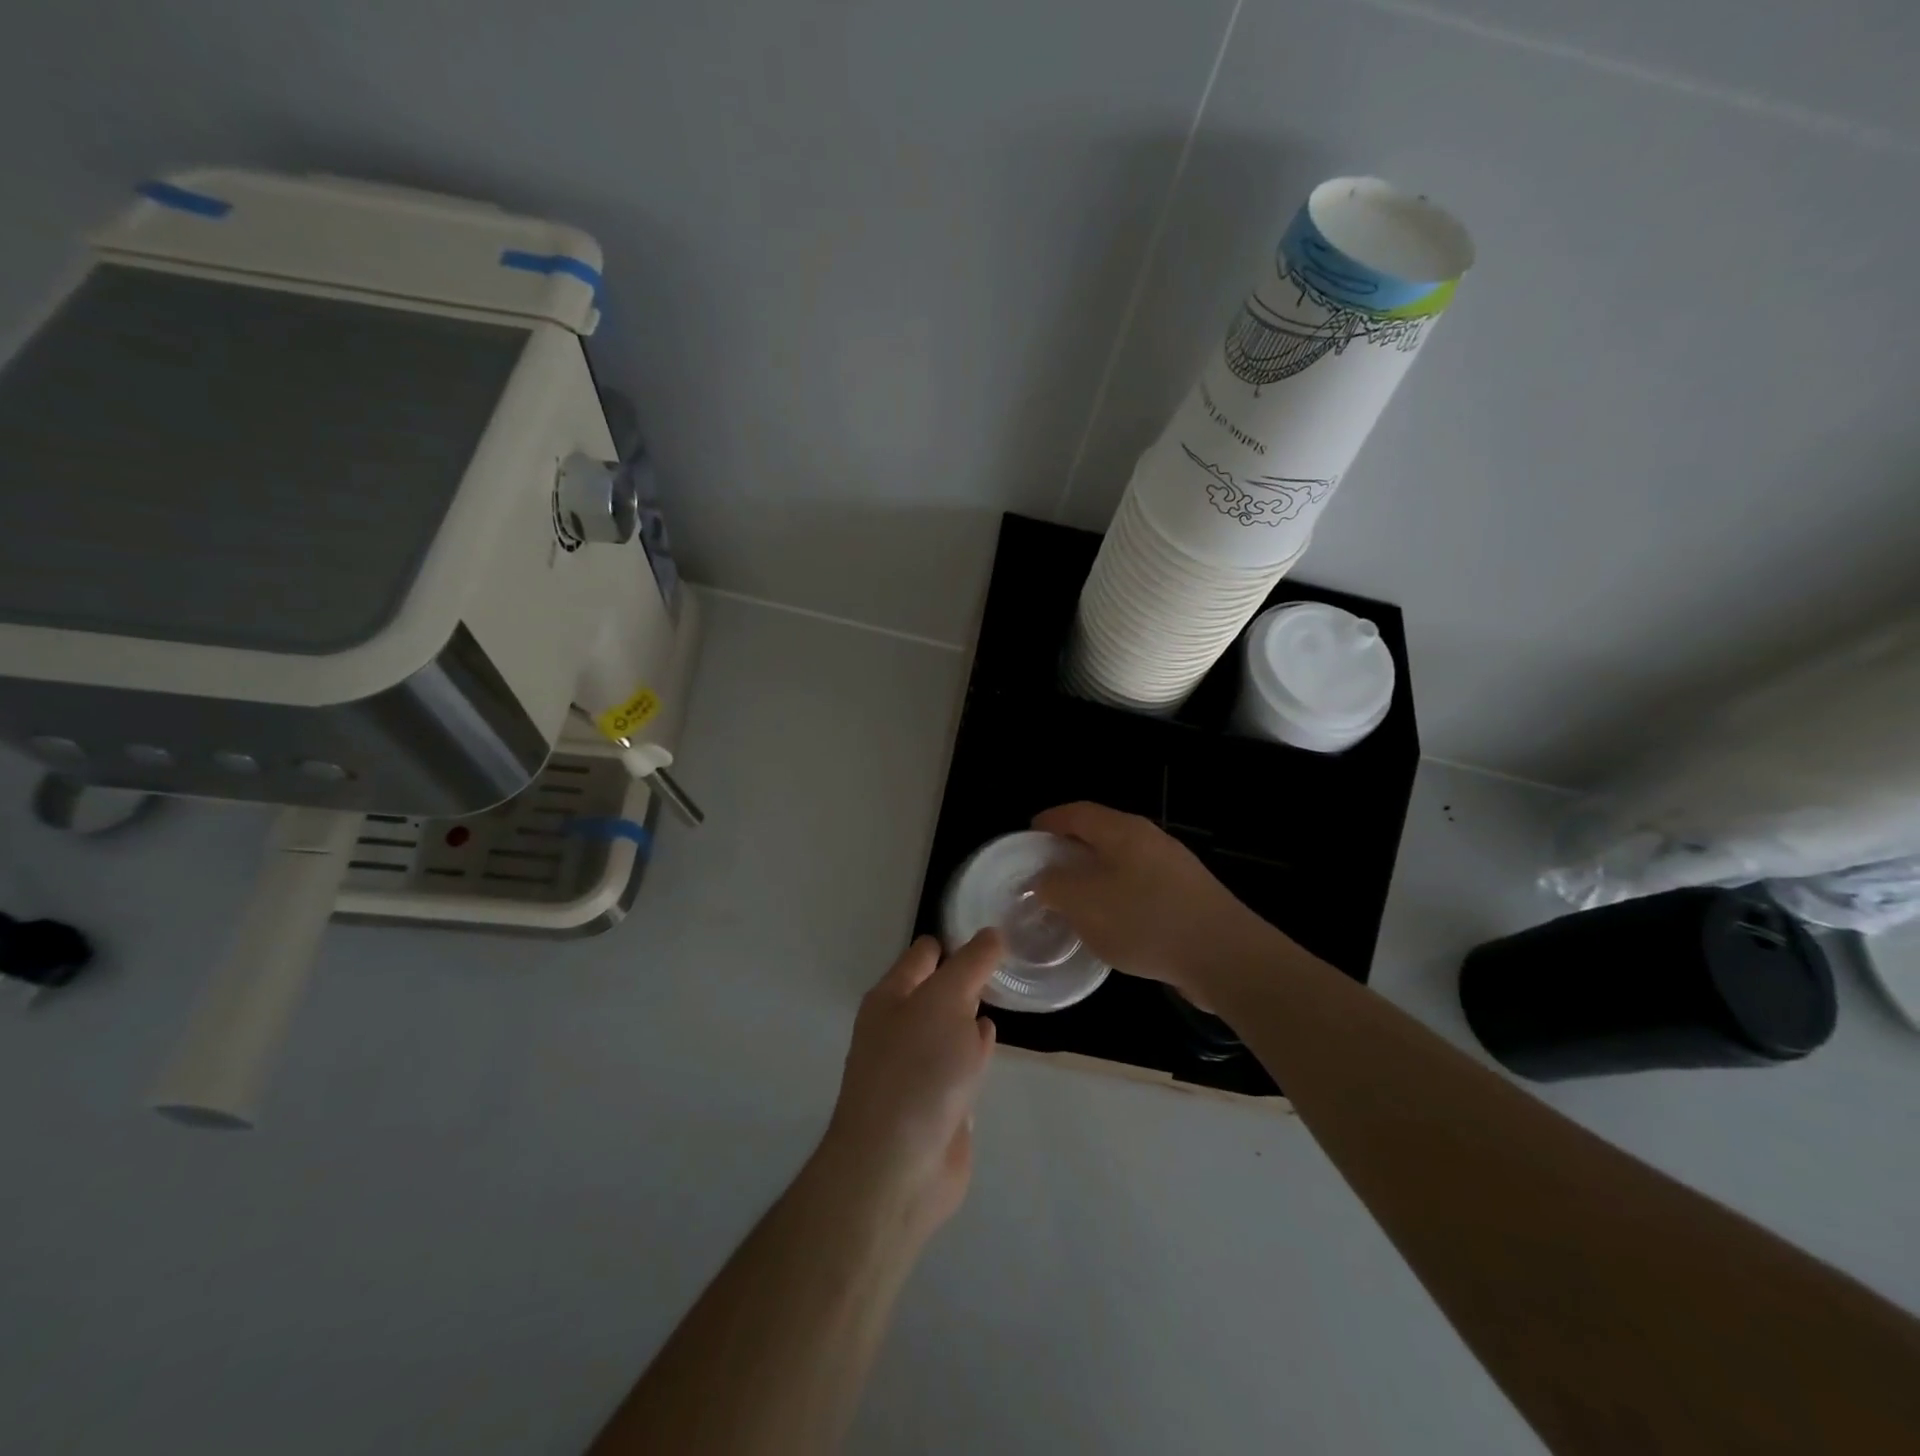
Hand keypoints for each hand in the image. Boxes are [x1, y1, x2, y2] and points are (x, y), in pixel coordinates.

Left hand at [820, 931, 1000, 1235]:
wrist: (897, 1167)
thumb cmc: (918, 1070)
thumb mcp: (946, 1001)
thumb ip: (971, 964)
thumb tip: (991, 934)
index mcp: (892, 996)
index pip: (926, 953)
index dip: (958, 940)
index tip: (997, 933)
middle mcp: (901, 1026)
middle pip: (939, 988)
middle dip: (969, 976)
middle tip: (1011, 961)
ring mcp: (918, 1066)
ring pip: (951, 1026)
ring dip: (972, 1014)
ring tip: (1006, 993)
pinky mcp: (938, 1101)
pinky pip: (960, 1063)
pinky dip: (976, 1051)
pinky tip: (991, 1044)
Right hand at [1031, 802, 1275, 1003]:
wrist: (1224, 956)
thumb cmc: (1146, 920)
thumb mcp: (1085, 904)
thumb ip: (1055, 886)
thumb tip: (1042, 878)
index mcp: (1122, 831)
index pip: (1077, 812)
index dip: (1049, 822)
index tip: (1028, 838)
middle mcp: (1149, 840)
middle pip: (1100, 835)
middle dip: (1069, 851)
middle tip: (1045, 873)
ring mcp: (1172, 867)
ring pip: (1121, 863)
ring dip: (1094, 877)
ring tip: (1073, 902)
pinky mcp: (1187, 896)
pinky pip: (1140, 887)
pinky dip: (1117, 897)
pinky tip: (1112, 926)